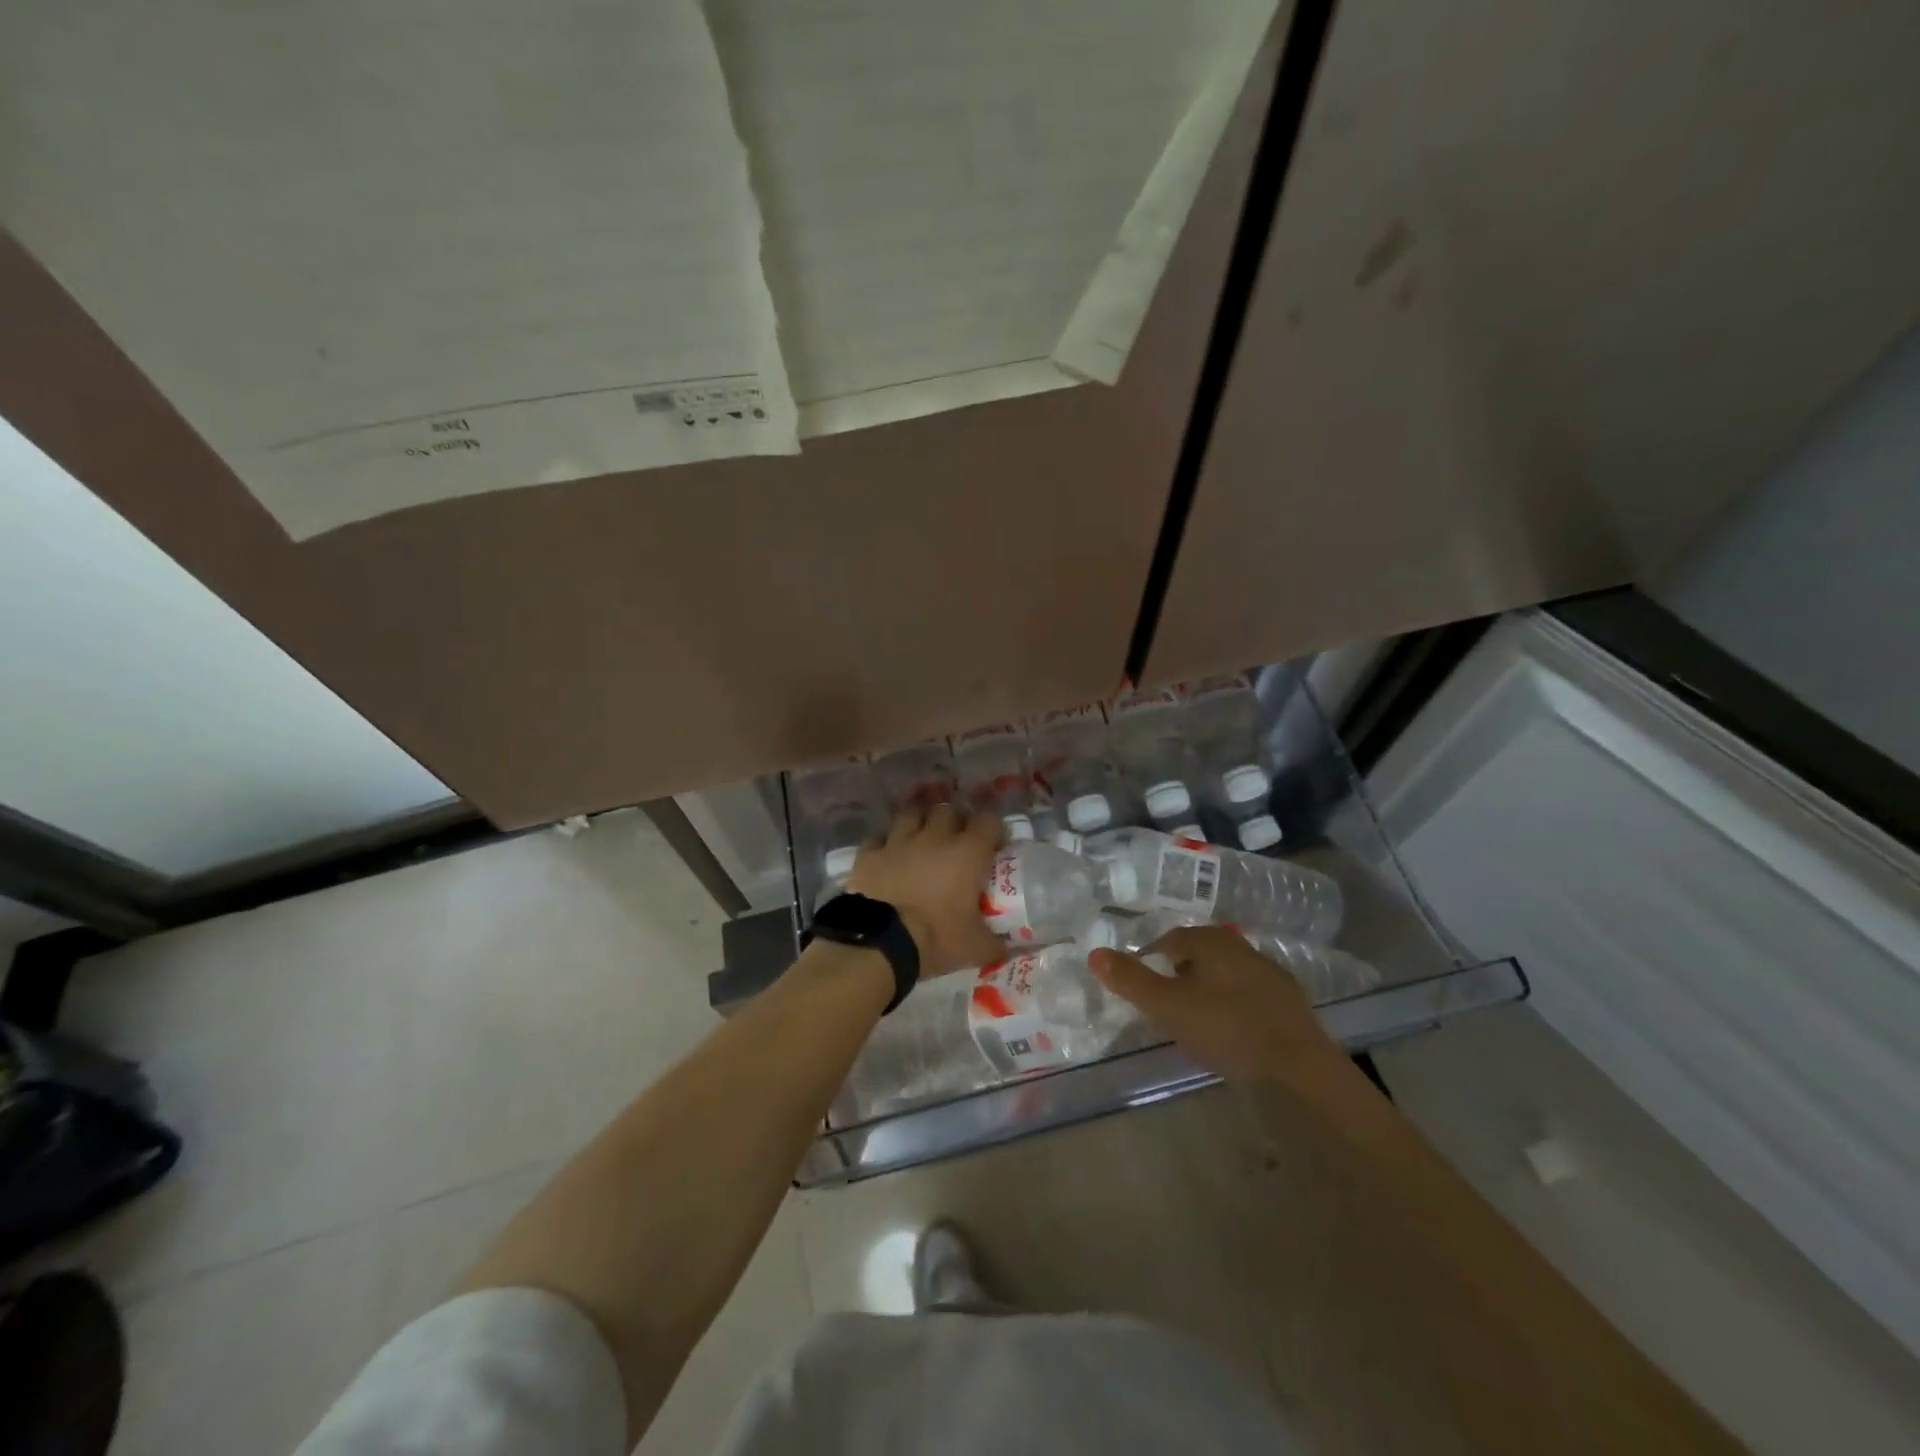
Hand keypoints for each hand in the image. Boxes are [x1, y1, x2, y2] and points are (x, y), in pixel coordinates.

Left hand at [846, 806, 1004, 978]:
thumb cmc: (937, 938)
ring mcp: (899, 841)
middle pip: (949, 810)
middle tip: (957, 842)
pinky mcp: (870, 853)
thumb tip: (1009, 952)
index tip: (995, 846)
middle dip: (955, 821)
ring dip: (920, 823)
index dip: (994, 830)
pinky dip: (885, 845)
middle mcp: (935, 837)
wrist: (882, 943)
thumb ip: (996, 945)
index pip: (989, 821)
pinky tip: (888, 857)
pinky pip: (878, 838)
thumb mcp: (975, 947)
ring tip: (922, 840)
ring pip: (912, 814)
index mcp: (967, 853)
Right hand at [1088, 926, 1347, 1082]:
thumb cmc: (1226, 1029)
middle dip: (1178, 972)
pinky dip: (1232, 1006)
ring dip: (1207, 988)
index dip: (1150, 958)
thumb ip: (1130, 980)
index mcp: (1211, 941)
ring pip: (1225, 973)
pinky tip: (1229, 1031)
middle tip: (1163, 1000)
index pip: (1169, 939)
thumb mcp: (1167, 1006)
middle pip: (1199, 953)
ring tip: (1193, 1018)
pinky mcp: (1289, 1004)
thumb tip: (1094, 953)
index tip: (1139, 983)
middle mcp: (1241, 948)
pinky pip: (1248, 995)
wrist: (1300, 1070)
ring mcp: (1269, 975)